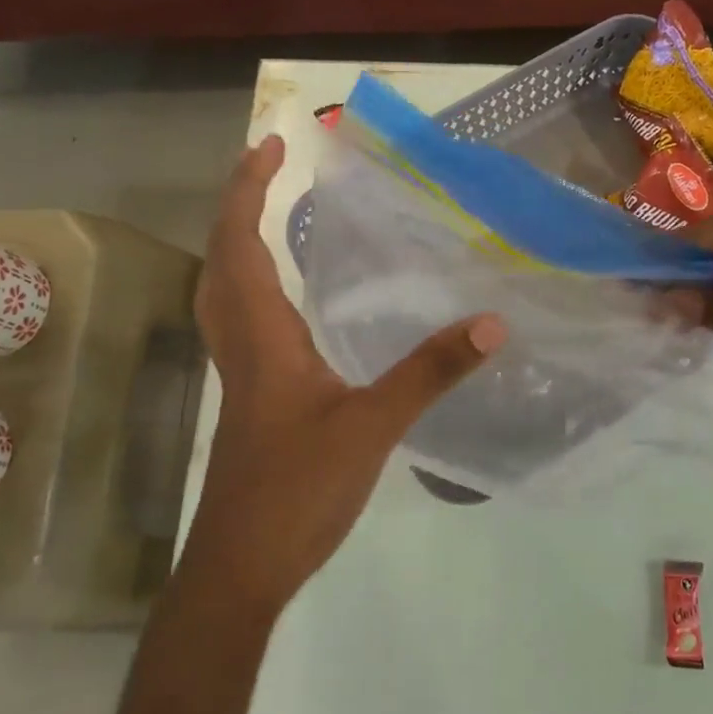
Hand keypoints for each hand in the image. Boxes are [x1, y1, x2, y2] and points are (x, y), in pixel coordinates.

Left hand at [182, 135, 506, 619]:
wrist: (242, 567)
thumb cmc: (296, 491)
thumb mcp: (372, 426)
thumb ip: (430, 372)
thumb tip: (491, 322)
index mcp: (262, 337)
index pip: (240, 245)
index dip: (247, 191)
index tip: (270, 146)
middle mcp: (243, 345)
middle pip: (221, 259)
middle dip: (238, 204)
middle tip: (268, 166)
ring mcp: (244, 374)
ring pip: (226, 291)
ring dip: (240, 243)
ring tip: (272, 212)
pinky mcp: (254, 399)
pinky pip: (244, 322)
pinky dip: (255, 286)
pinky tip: (291, 301)